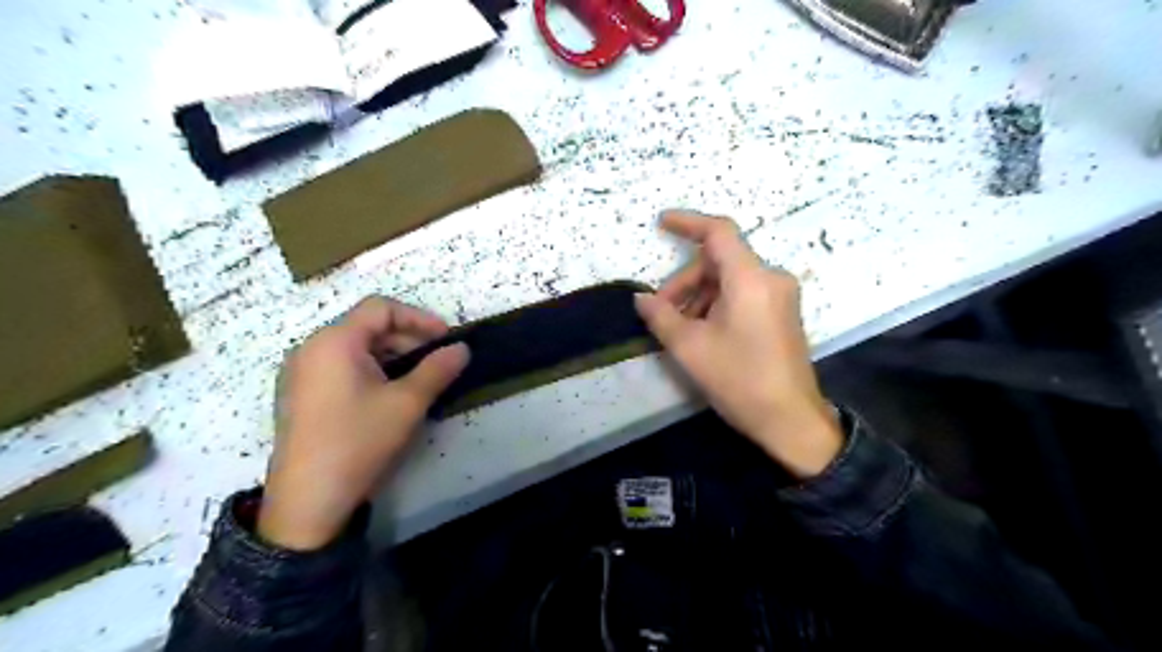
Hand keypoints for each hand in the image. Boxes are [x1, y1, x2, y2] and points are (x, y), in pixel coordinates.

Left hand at [258, 295, 465, 549]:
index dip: (418, 317)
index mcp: (334, 342)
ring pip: (355, 348)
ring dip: (391, 356)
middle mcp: (311, 348)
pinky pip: (341, 367)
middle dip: (407, 338)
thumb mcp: (407, 403)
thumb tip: (462, 349)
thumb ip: (438, 369)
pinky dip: (371, 370)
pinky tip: (388, 395)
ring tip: (417, 380)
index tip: (446, 339)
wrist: (307, 501)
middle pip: (366, 326)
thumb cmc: (359, 441)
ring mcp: (301, 373)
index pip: (381, 308)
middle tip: (436, 362)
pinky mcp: (300, 395)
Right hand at [635, 212, 846, 475]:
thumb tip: (641, 298)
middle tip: (662, 312)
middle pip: (719, 261)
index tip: (660, 223)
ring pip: (729, 279)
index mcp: (751, 279)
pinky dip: (717, 304)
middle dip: (685, 281)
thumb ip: (661, 316)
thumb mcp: (690, 348)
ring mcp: (780, 296)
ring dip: (699, 296)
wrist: (790, 420)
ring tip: (679, 329)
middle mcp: (770, 278)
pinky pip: (743, 294)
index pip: (719, 232)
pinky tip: (702, 332)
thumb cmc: (739, 379)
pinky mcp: (782, 313)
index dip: (687, 222)